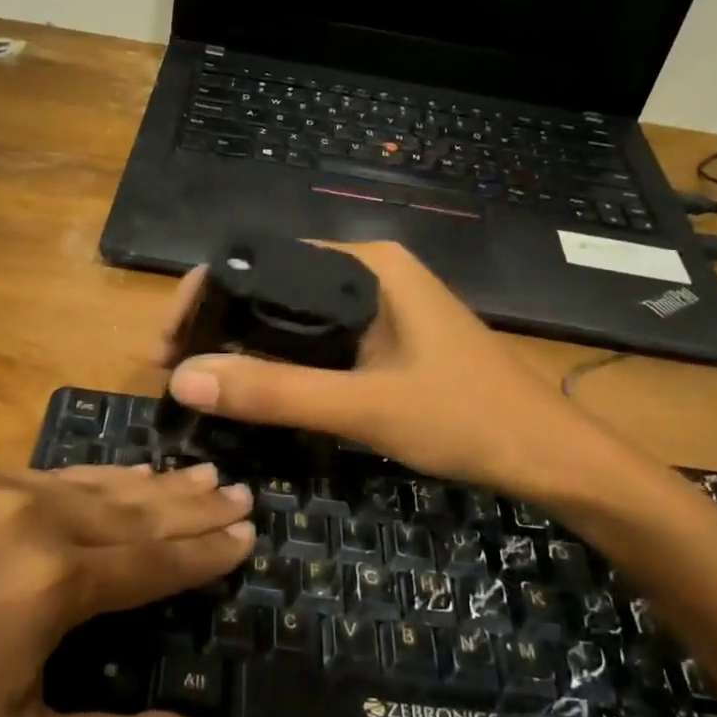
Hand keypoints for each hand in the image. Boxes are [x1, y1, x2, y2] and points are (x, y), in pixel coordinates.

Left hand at [0, 465, 252, 716]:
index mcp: (57, 584)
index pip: (157, 561)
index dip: (206, 552)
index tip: (248, 535)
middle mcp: (38, 518)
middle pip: (138, 510)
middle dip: (195, 506)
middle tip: (242, 494)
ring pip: (100, 484)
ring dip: (156, 484)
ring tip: (204, 474)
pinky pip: (54, 473)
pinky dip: (101, 477)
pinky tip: (126, 475)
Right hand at [158, 240, 612, 493]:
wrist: (549, 456)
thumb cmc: (467, 419)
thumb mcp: (364, 407)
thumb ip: (275, 392)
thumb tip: (184, 380)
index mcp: (366, 265)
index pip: (262, 260)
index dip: (205, 296)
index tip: (167, 345)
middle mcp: (369, 272)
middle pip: (272, 285)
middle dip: (218, 325)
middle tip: (173, 372)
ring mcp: (379, 306)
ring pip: (292, 316)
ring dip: (244, 346)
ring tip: (200, 383)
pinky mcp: (385, 338)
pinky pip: (316, 339)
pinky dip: (279, 360)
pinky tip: (255, 387)